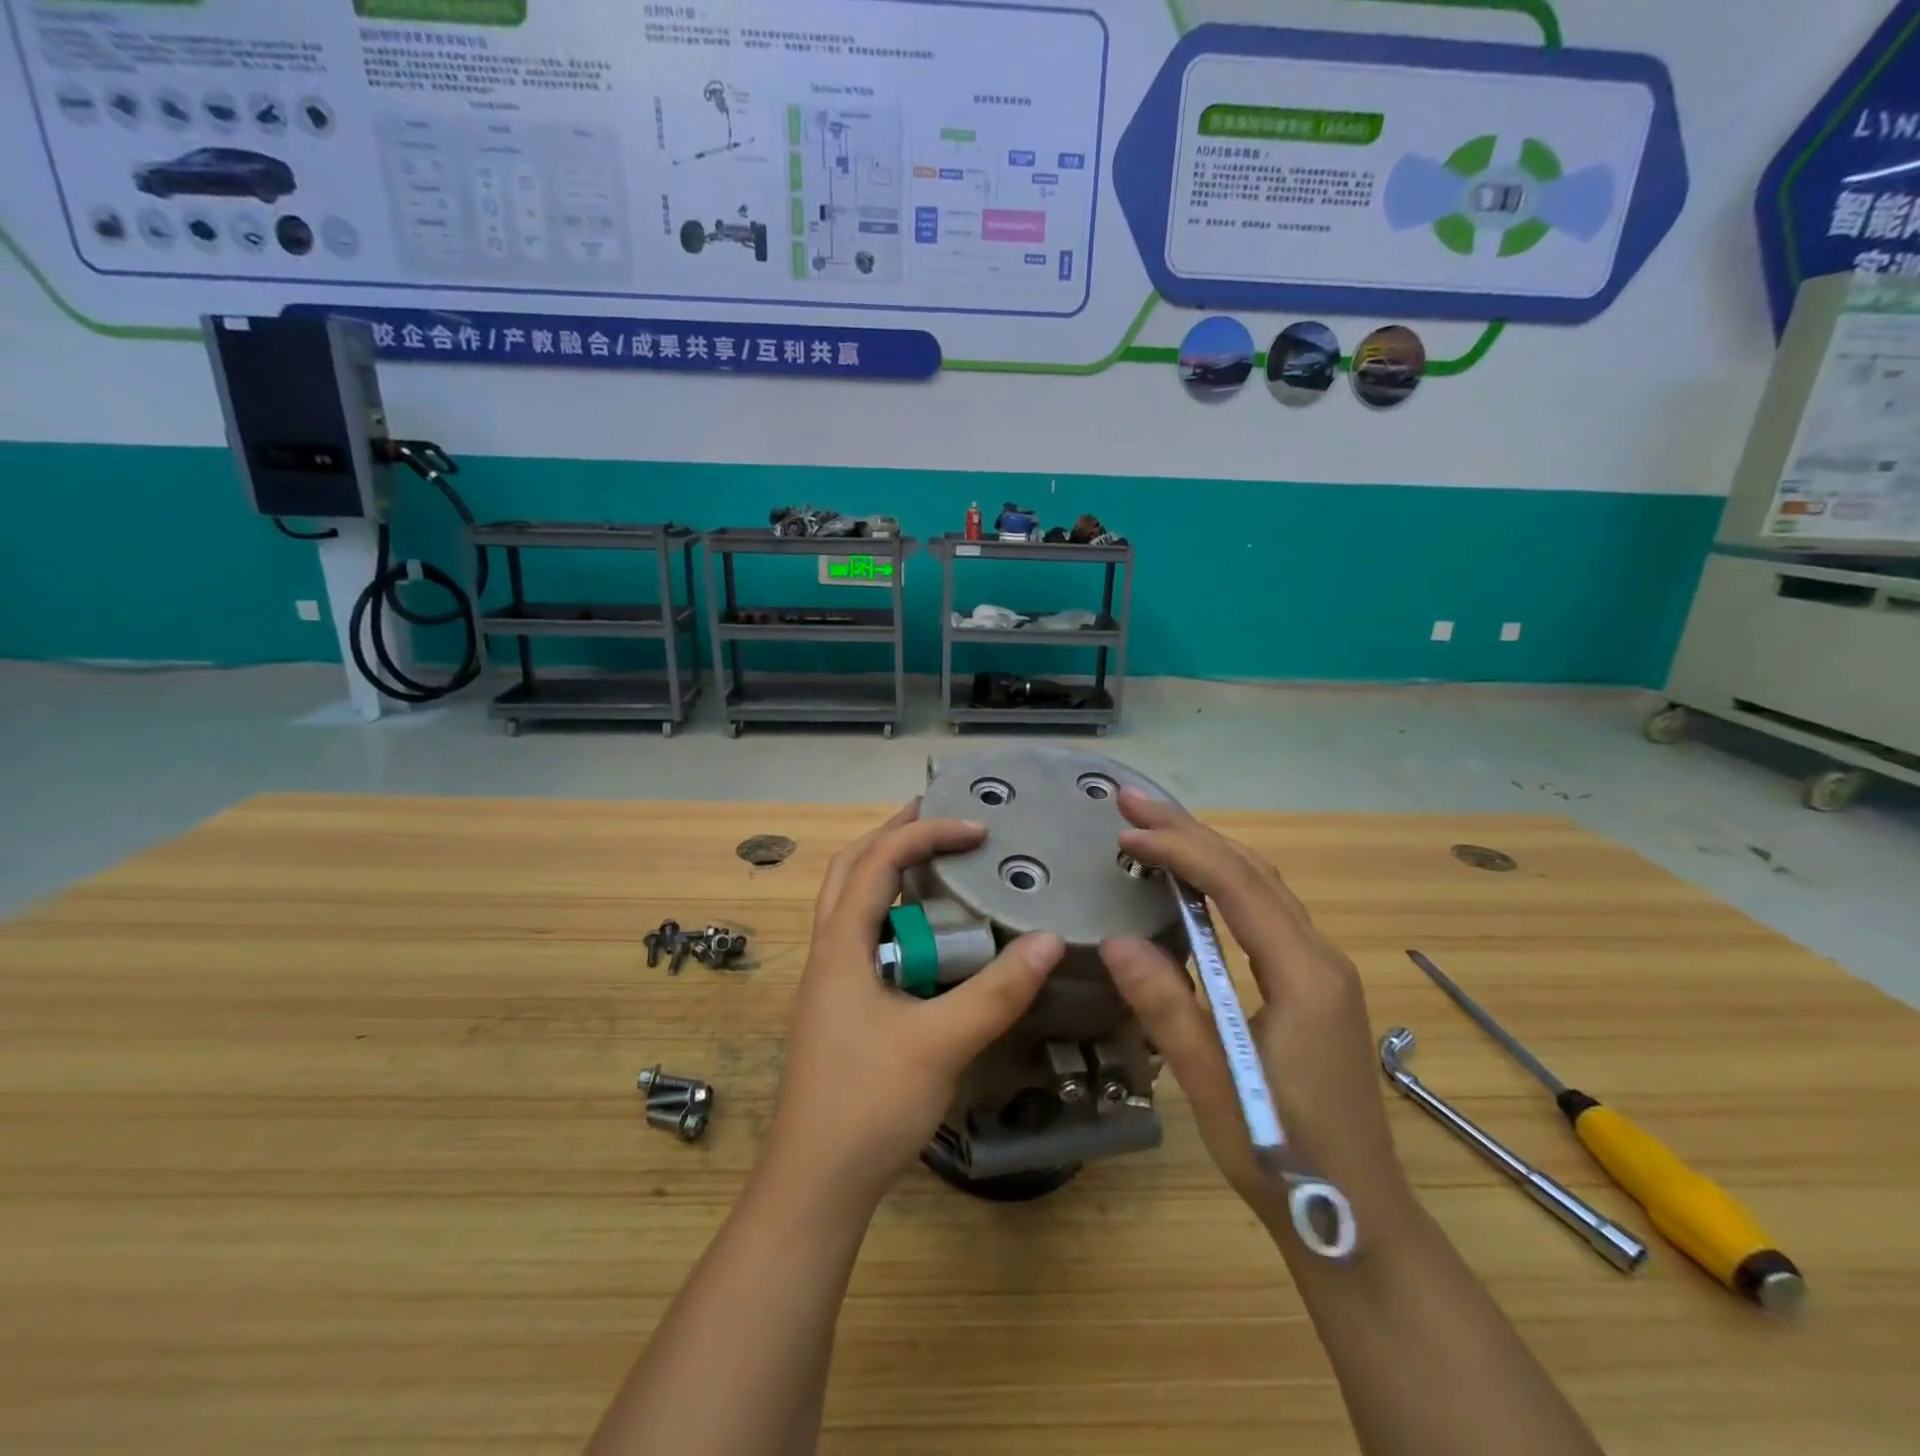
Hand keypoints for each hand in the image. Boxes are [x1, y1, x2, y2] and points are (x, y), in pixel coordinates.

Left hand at [765, 801, 1065, 1209]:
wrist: (814, 1186)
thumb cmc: (868, 1105)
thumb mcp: (940, 1044)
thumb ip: (997, 992)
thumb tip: (1050, 939)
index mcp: (841, 945)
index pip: (879, 861)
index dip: (926, 834)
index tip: (977, 829)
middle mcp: (828, 952)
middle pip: (851, 869)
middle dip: (892, 835)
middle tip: (937, 817)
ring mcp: (830, 982)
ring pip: (852, 904)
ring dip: (888, 873)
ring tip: (935, 863)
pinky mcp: (840, 1010)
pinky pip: (865, 940)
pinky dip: (894, 918)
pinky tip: (929, 940)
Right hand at [1100, 790, 1412, 1243]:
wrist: (1358, 1221)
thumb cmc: (1285, 1156)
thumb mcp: (1215, 1085)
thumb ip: (1167, 1009)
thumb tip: (1114, 939)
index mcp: (1305, 975)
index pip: (1237, 885)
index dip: (1178, 850)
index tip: (1124, 833)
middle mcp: (1321, 958)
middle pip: (1253, 871)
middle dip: (1190, 830)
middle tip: (1131, 802)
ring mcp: (1323, 971)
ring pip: (1263, 886)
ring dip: (1208, 850)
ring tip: (1155, 828)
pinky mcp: (1316, 987)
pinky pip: (1267, 911)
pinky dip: (1225, 881)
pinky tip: (1196, 883)